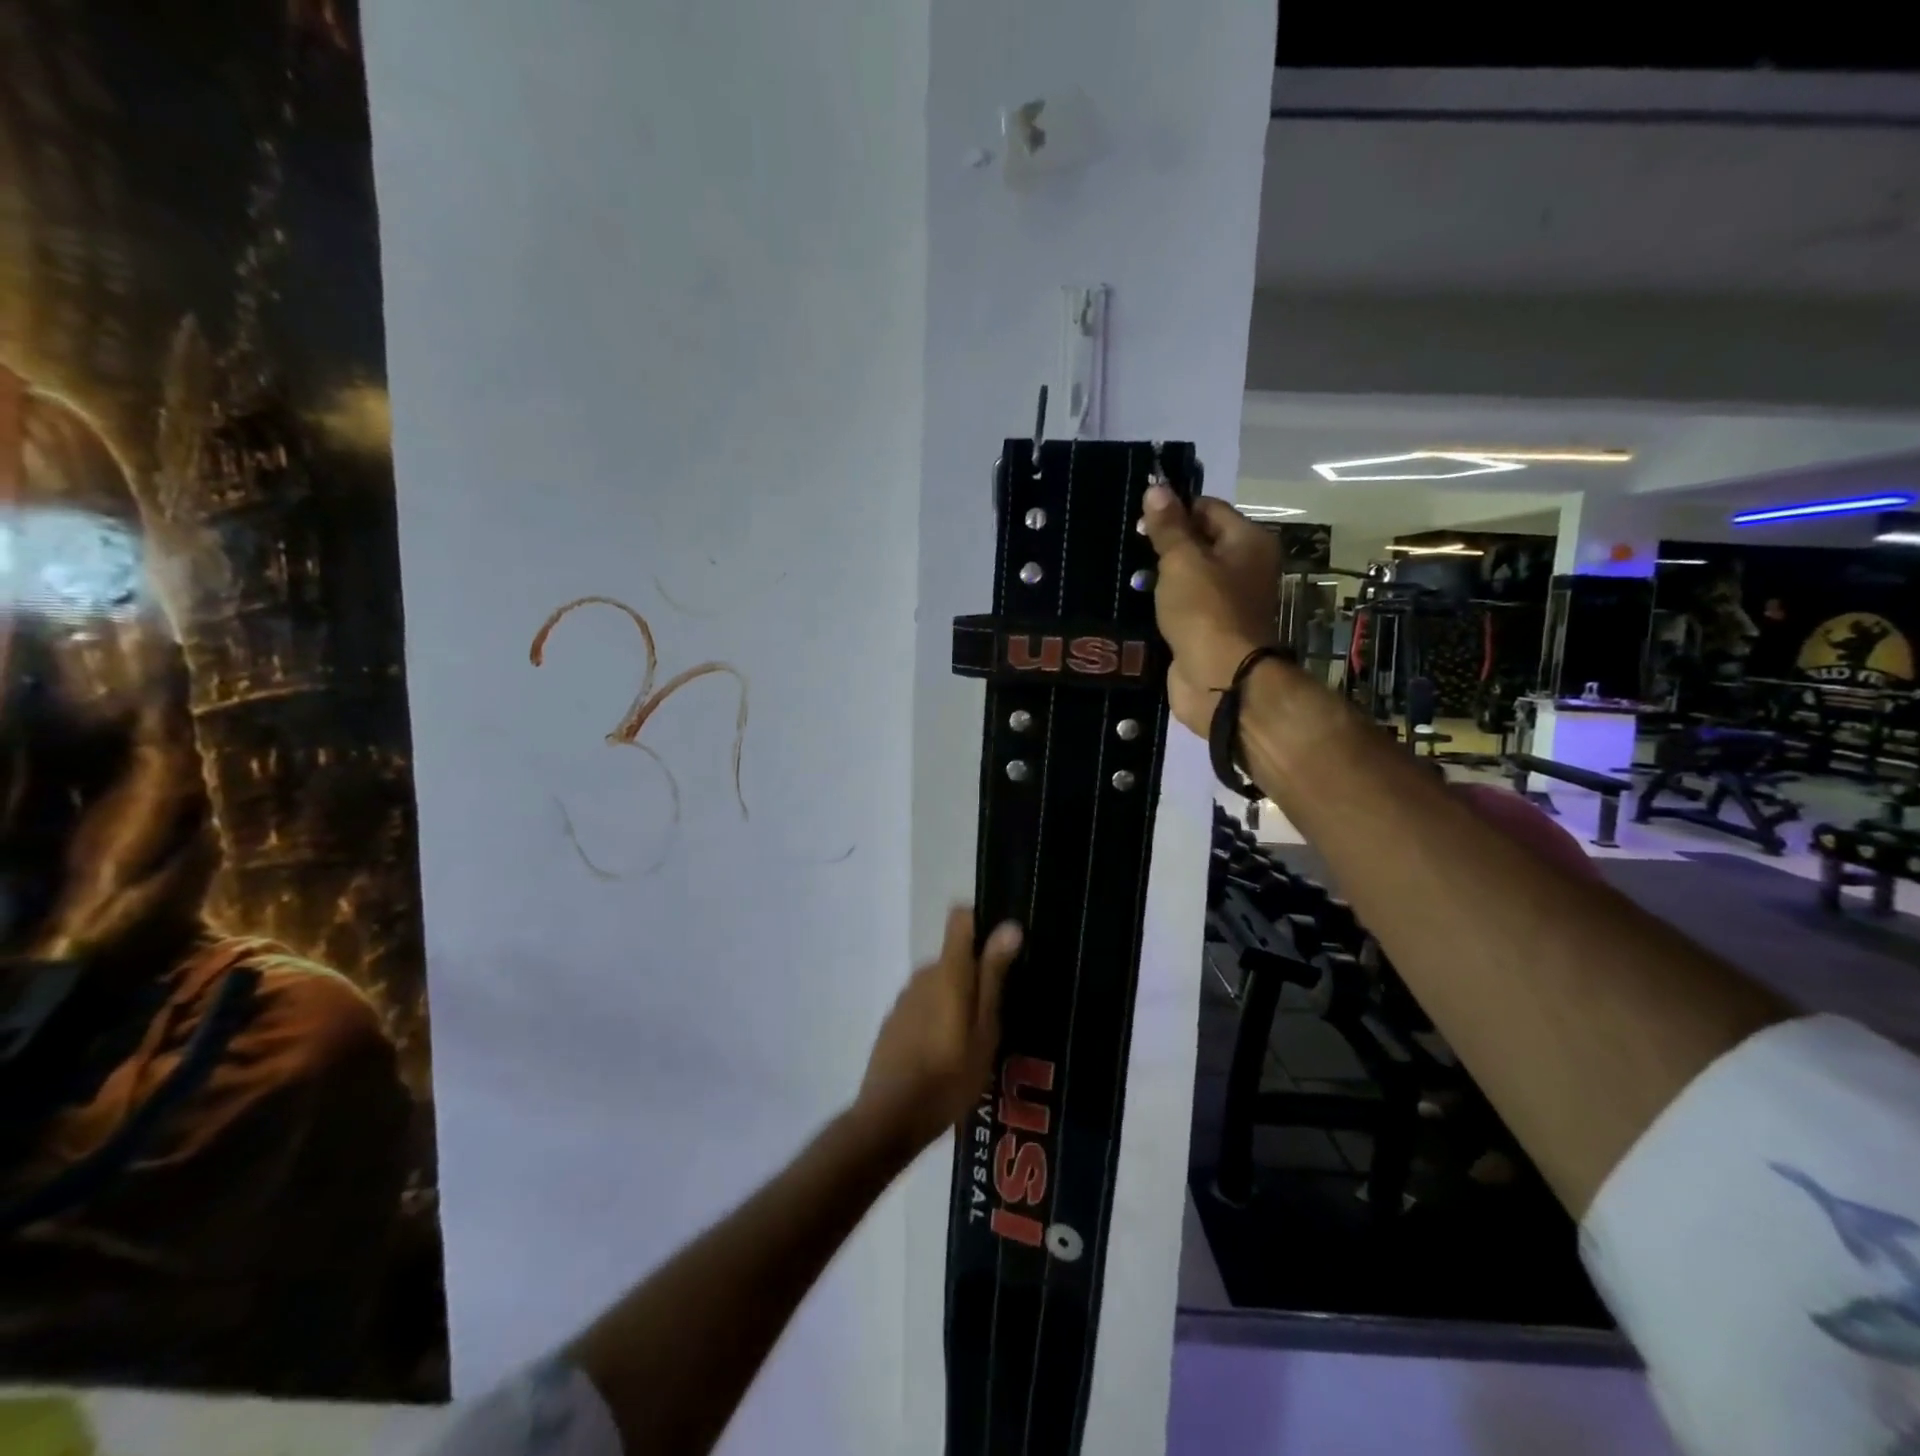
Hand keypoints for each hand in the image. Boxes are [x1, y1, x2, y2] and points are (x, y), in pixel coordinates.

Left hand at [854, 906, 1022, 1155]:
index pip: (961, 919)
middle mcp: (922, 975)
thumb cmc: (948, 1078)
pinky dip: (941, 1018)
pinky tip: (950, 1056)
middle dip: (979, 976)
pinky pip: (926, 1005)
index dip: (983, 924)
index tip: (1006, 948)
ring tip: (980, 1042)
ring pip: (942, 984)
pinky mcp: (894, 1022)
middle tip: (1002, 1014)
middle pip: (956, 957)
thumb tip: (1009, 926)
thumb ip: (993, 976)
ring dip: (960, 1001)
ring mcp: (904, 999)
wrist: (888, 1120)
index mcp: (947, 972)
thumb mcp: (984, 1031)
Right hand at [1138, 485, 1280, 737]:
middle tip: (1126, 547)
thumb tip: (1158, 488)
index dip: (1175, 509)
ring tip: (1122, 575)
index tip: (1139, 519)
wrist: (1220, 680)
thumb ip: (1169, 526)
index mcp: (1248, 542)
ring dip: (1157, 578)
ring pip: (1186, 578)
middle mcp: (1243, 569)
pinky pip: (1179, 608)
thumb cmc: (1206, 611)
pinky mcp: (1206, 631)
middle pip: (1198, 543)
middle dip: (1163, 545)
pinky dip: (1159, 606)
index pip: (1208, 509)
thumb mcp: (1183, 561)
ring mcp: (1225, 603)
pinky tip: (1131, 604)